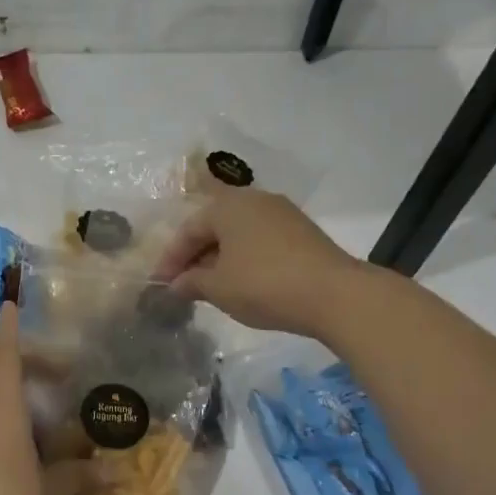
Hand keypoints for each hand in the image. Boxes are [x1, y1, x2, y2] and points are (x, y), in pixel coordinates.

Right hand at [151, 189, 366, 337]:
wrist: (334, 294)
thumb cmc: (264, 285)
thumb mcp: (218, 288)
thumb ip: (191, 282)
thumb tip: (176, 284)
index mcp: (228, 206)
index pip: (188, 229)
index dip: (171, 259)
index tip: (160, 285)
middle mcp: (254, 200)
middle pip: (214, 226)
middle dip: (195, 256)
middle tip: (183, 285)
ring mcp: (282, 213)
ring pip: (239, 234)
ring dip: (220, 258)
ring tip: (210, 286)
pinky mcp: (302, 232)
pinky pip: (260, 241)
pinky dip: (244, 258)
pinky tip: (242, 282)